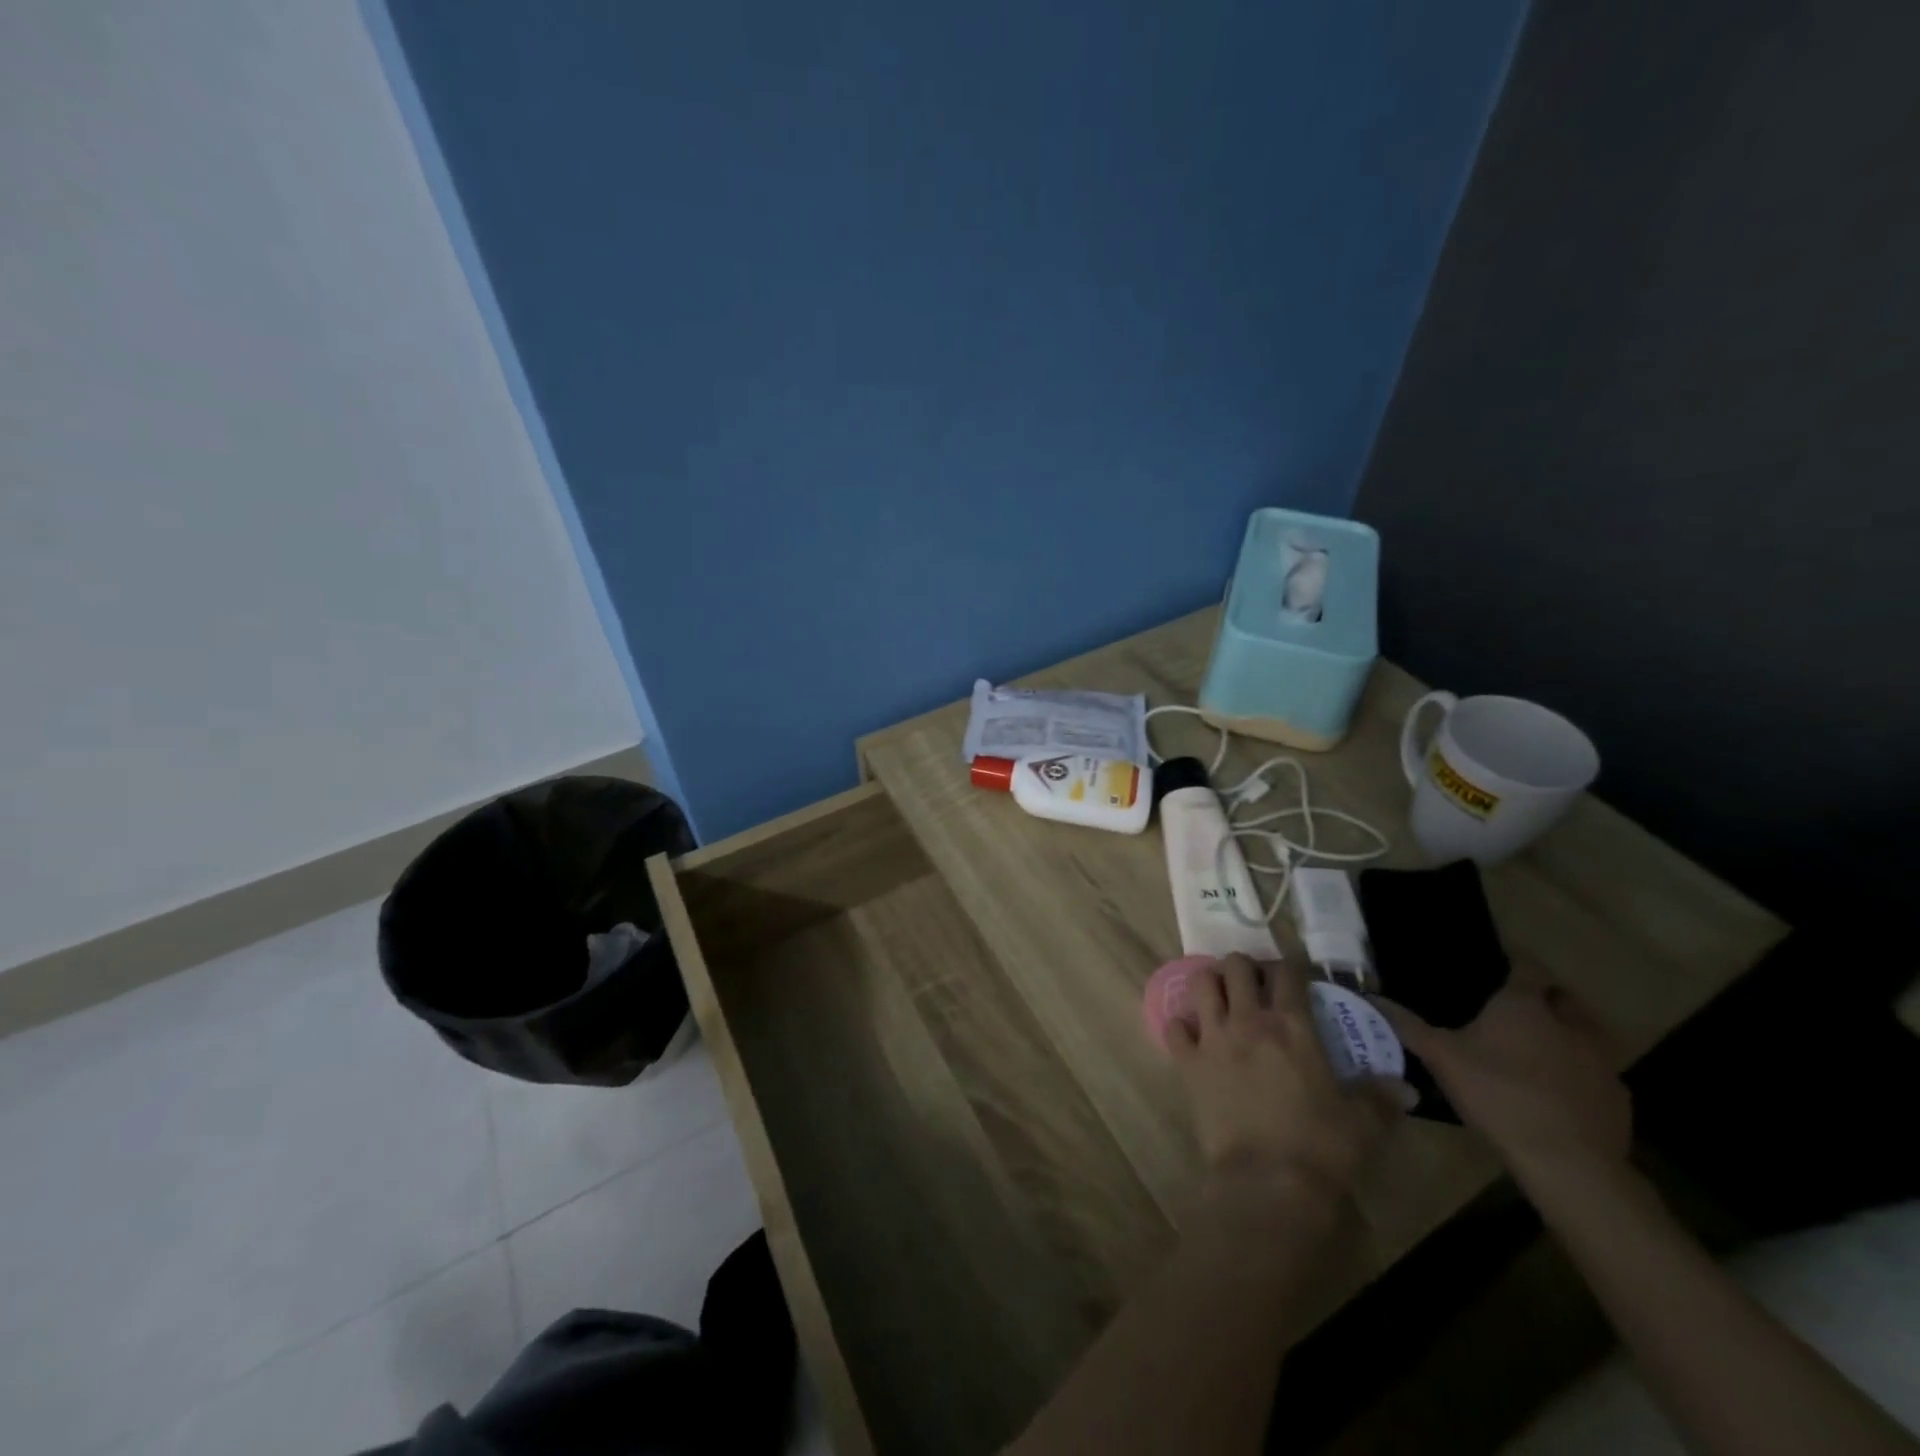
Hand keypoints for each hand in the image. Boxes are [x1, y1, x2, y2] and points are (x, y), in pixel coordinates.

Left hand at [1169, 955, 1411, 1207]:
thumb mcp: (1361, 1122)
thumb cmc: (1320, 1147)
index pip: (1287, 972)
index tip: (1293, 977)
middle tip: (1254, 985)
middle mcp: (1248, 1020)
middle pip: (1236, 965)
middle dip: (1244, 967)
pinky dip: (1181, 1024)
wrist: (1268, 1181)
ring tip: (1220, 996)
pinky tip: (1191, 1034)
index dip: (1289, 967)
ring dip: (1209, 982)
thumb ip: (1380, 1098)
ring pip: (1201, 982)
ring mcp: (1212, 1037)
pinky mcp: (1187, 1061)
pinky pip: (1173, 1026)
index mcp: (1292, 1026)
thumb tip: (1407, 1089)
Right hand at [1376, 984, 1630, 1184]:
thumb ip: (1406, 1025)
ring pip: (1586, 1033)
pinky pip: (1598, 1072)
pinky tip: (1557, 1091)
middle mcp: (1569, 1022)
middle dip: (1544, 997)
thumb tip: (1370, 998)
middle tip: (1515, 1009)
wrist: (1568, 1162)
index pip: (1527, 965)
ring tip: (1537, 1048)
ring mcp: (1601, 1061)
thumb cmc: (1497, 1094)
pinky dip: (1579, 1073)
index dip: (1514, 961)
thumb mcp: (1440, 1057)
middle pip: (1562, 996)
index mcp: (1525, 1004)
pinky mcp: (1618, 1097)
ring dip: (1566, 1034)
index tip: (1498, 964)